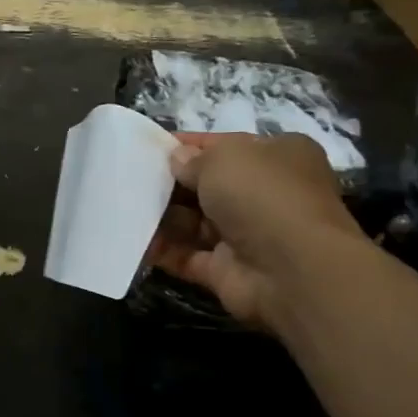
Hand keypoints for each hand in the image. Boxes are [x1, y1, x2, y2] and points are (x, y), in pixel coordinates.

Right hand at [149, 132, 365, 331]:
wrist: (292, 270)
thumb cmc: (262, 196)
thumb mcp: (224, 159)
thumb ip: (193, 159)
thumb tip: (177, 160)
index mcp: (278, 157)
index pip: (225, 146)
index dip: (188, 146)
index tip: (150, 148)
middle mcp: (266, 194)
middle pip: (208, 186)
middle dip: (172, 184)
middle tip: (130, 181)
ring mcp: (247, 235)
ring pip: (195, 222)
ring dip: (162, 218)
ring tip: (125, 210)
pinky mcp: (228, 270)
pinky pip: (187, 256)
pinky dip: (163, 251)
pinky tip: (135, 242)